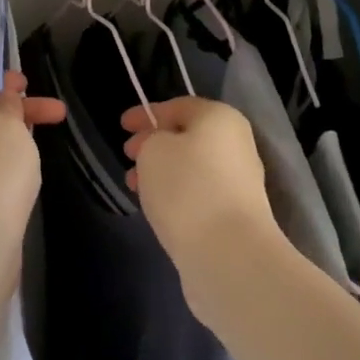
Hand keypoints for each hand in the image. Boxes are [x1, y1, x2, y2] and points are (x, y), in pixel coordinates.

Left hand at [0, 72, 65, 239]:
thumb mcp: (9, 125)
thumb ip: (9, 105)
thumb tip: (3, 99)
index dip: (5, 81)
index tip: (31, 83)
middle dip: (19, 110)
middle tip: (58, 113)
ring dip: (14, 136)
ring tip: (43, 140)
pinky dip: (5, 161)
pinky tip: (25, 170)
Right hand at [121, 97, 282, 302]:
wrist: (229, 254)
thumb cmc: (187, 187)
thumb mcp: (153, 149)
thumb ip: (150, 139)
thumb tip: (160, 148)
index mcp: (220, 119)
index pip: (178, 106)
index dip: (146, 113)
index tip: (121, 125)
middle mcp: (235, 145)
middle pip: (187, 137)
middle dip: (153, 144)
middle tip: (127, 155)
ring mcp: (239, 183)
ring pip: (191, 167)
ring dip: (161, 172)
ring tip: (134, 186)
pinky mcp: (235, 216)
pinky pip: (198, 194)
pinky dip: (175, 194)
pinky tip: (156, 206)